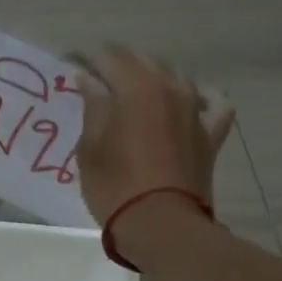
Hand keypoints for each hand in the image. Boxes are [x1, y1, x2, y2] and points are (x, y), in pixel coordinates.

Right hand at [72, 45, 235, 225]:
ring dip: (151, 76)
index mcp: (136, 87)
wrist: (160, 224)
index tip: (69, 66)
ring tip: (132, 91)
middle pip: (142, 59)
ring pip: (175, 75)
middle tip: (94, 78)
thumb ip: (93, 105)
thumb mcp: (90, 146)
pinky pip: (212, 103)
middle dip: (117, 62)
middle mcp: (170, 87)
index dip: (86, 57)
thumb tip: (88, 77)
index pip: (108, 56)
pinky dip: (198, 97)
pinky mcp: (211, 133)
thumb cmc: (115, 186)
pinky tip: (189, 103)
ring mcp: (196, 109)